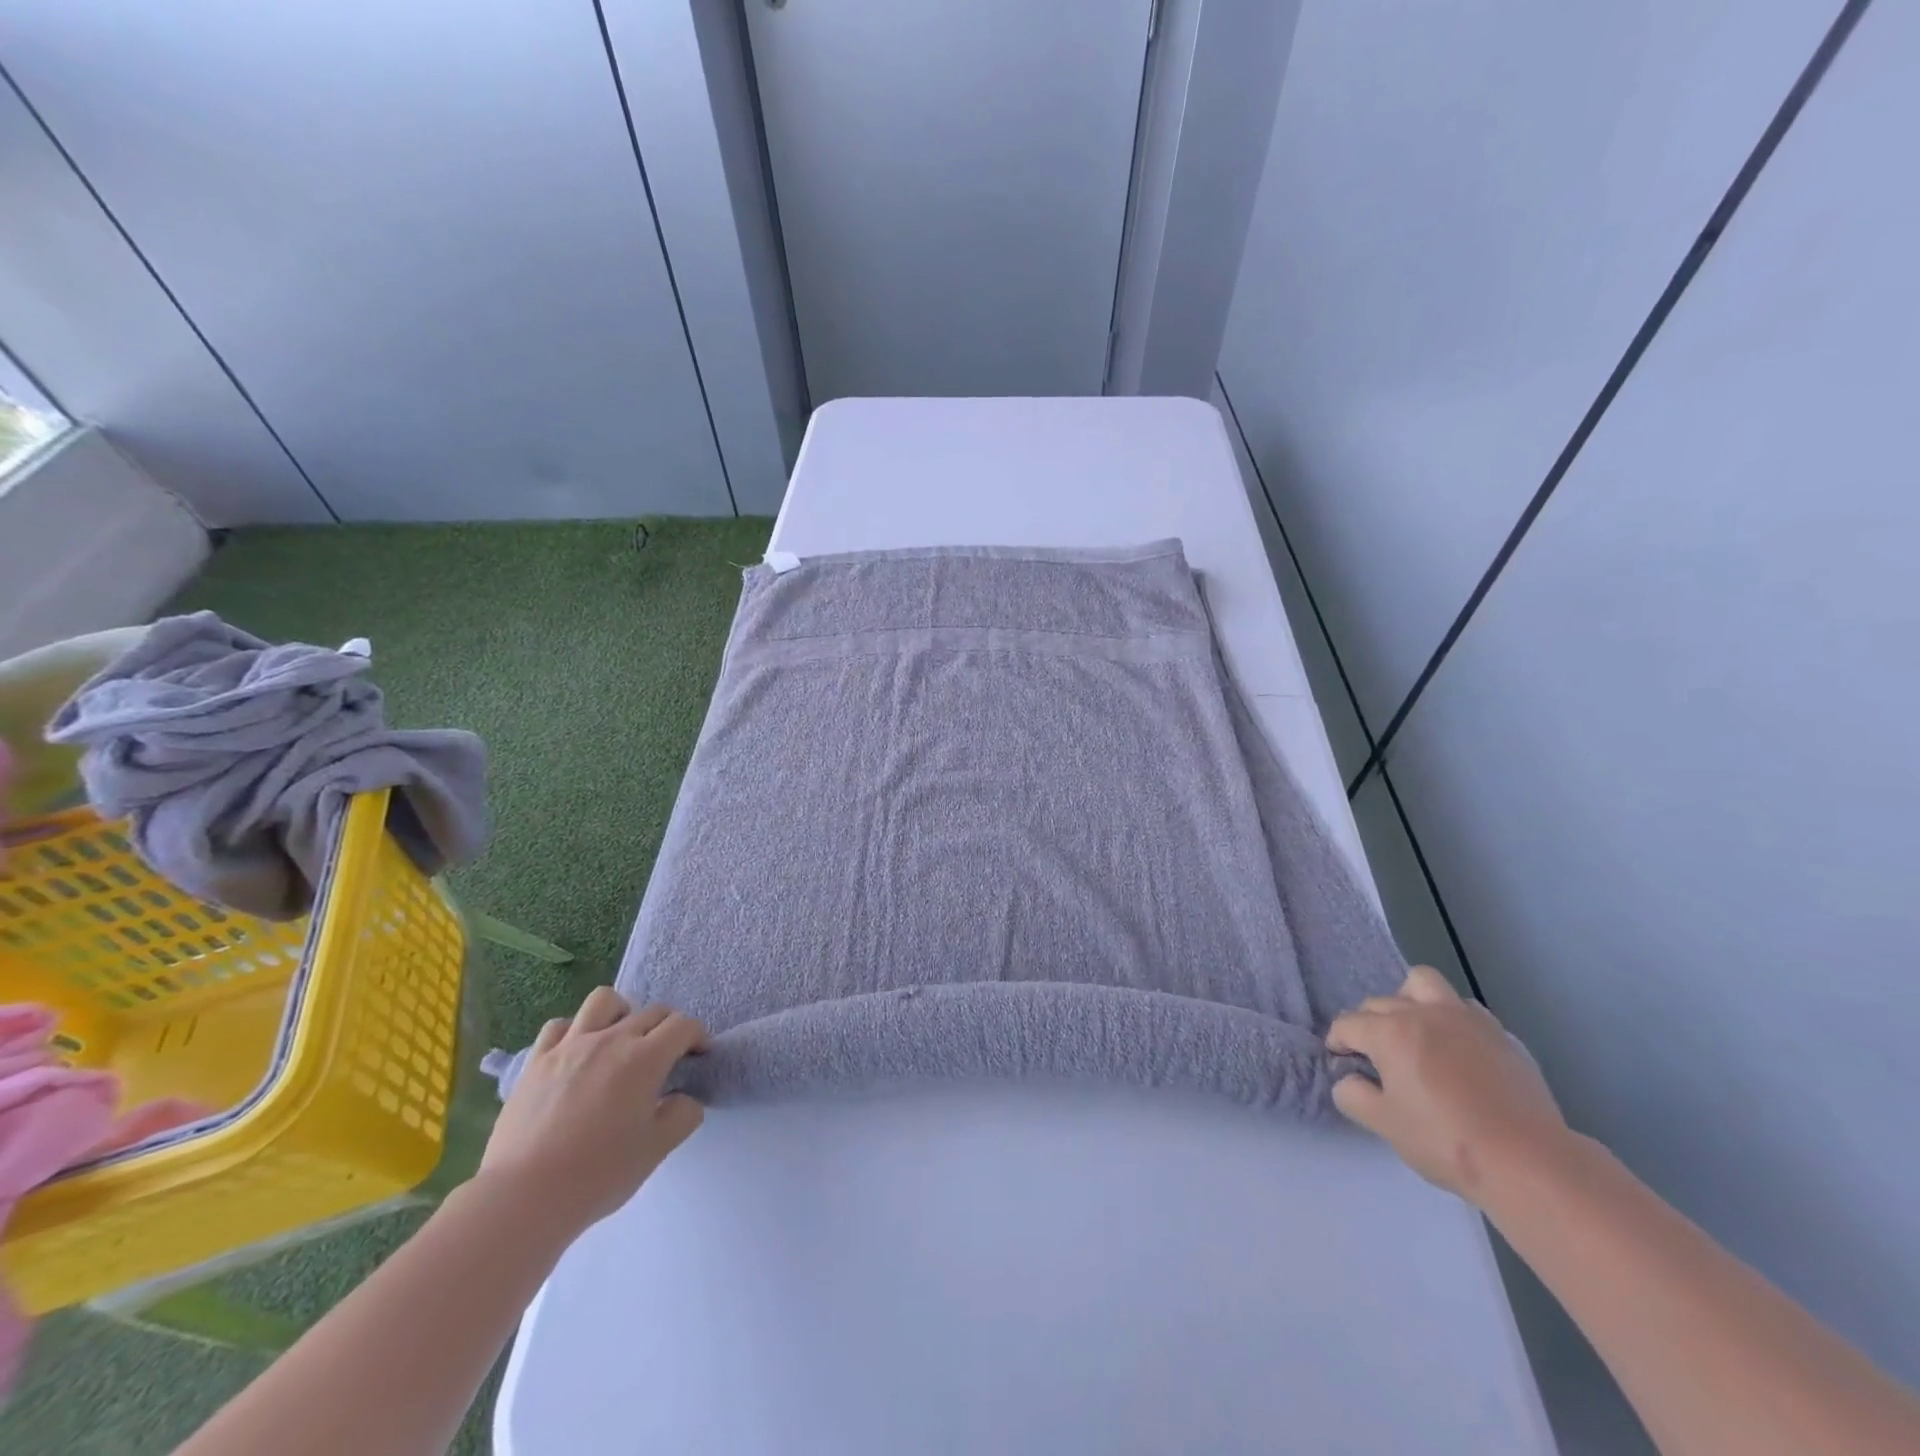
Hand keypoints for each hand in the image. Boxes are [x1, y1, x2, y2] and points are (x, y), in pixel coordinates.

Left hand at [478, 988, 706, 1236]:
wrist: (523, 1197)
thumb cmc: (597, 1174)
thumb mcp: (656, 1151)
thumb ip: (682, 1115)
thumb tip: (684, 1098)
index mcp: (645, 1058)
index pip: (682, 1026)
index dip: (697, 1036)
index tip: (698, 1055)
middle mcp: (611, 1039)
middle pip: (651, 1012)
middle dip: (668, 1027)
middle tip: (666, 1056)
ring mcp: (570, 1046)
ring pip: (604, 1001)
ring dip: (622, 1013)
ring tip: (620, 1039)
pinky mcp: (537, 1061)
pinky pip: (560, 1026)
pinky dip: (575, 1030)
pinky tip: (577, 1053)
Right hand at [1326, 966, 1571, 1202]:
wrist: (1529, 1161)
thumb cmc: (1446, 1141)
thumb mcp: (1384, 1125)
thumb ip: (1353, 1095)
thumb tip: (1348, 1080)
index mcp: (1389, 1032)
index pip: (1347, 1024)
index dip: (1337, 1042)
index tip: (1341, 1062)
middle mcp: (1422, 1013)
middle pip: (1379, 1002)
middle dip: (1368, 1024)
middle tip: (1376, 1058)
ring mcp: (1464, 1018)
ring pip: (1423, 983)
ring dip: (1409, 1000)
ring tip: (1415, 1033)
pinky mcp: (1499, 1033)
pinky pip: (1464, 1007)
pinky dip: (1450, 1018)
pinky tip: (1456, 1050)